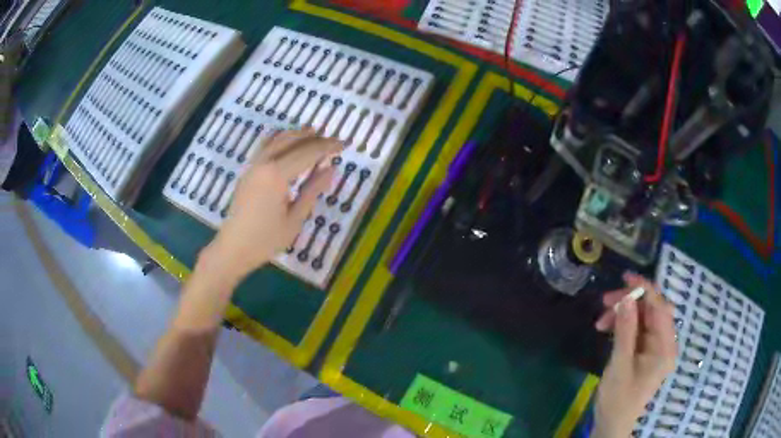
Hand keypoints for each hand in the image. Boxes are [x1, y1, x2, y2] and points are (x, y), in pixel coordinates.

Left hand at [204, 128, 340, 281]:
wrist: (233, 248)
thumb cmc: (266, 239)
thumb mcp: (295, 218)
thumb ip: (312, 190)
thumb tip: (330, 168)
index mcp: (277, 174)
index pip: (307, 152)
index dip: (327, 147)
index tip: (344, 144)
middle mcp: (264, 163)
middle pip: (292, 140)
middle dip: (314, 138)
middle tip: (332, 139)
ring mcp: (253, 165)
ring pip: (276, 139)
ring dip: (296, 134)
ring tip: (313, 133)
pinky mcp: (248, 171)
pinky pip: (265, 146)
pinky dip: (280, 139)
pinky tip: (287, 142)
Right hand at [592, 272, 676, 437]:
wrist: (612, 424)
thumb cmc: (618, 399)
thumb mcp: (620, 365)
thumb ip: (626, 330)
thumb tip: (627, 297)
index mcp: (665, 347)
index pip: (660, 307)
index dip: (645, 289)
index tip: (625, 278)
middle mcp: (665, 344)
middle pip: (653, 310)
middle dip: (631, 302)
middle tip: (606, 303)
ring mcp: (656, 348)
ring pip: (644, 318)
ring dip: (624, 315)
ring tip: (601, 322)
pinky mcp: (646, 353)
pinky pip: (638, 330)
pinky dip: (624, 325)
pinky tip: (609, 329)